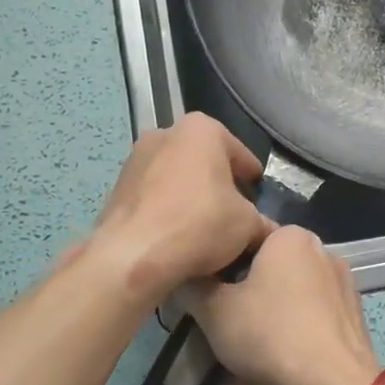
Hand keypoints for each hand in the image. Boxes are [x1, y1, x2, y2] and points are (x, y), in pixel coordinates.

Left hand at [90, 113, 268, 303]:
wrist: (133, 255)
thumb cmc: (199, 223)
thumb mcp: (247, 225)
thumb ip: (262, 223)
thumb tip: (268, 231)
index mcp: (201, 130)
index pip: (238, 152)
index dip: (251, 178)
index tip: (258, 196)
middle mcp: (165, 133)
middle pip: (204, 161)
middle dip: (218, 184)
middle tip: (233, 213)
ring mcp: (136, 159)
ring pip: (176, 177)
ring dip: (190, 197)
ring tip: (204, 229)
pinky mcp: (116, 187)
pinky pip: (153, 196)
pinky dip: (167, 210)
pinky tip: (177, 236)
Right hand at [183, 226, 379, 384]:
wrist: (332, 380)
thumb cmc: (268, 331)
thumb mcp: (214, 310)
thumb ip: (193, 288)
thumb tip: (183, 277)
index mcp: (290, 237)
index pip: (247, 238)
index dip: (221, 264)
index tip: (205, 292)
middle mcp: (322, 252)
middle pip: (270, 273)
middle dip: (243, 302)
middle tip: (220, 330)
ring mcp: (342, 286)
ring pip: (289, 305)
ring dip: (262, 330)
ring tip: (236, 369)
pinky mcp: (352, 320)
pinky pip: (309, 327)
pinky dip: (287, 346)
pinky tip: (264, 380)